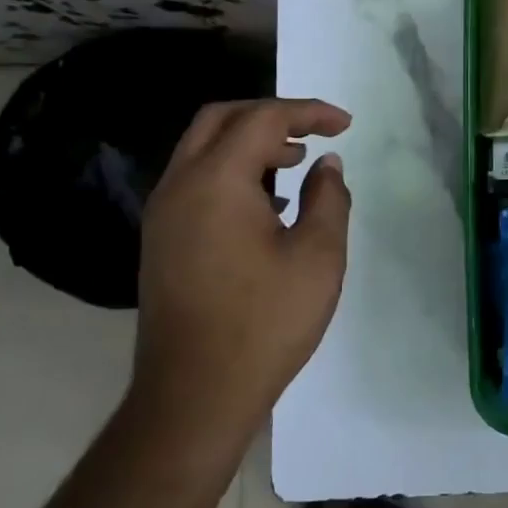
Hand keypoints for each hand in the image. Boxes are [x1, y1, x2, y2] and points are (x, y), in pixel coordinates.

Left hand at [132, 98, 351, 445]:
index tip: (346, 125)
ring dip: (249, 143)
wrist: (195, 395)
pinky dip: (232, 172)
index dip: (308, 112)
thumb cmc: (265, 322)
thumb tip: (326, 164)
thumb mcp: (318, 257)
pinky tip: (267, 205)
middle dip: (272, 116)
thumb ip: (328, 198)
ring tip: (295, 164)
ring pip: (203, 150)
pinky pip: (196, 182)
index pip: (262, 119)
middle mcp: (179, 186)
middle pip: (221, 119)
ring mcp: (163, 214)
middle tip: (314, 133)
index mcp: (216, 181)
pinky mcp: (161, 240)